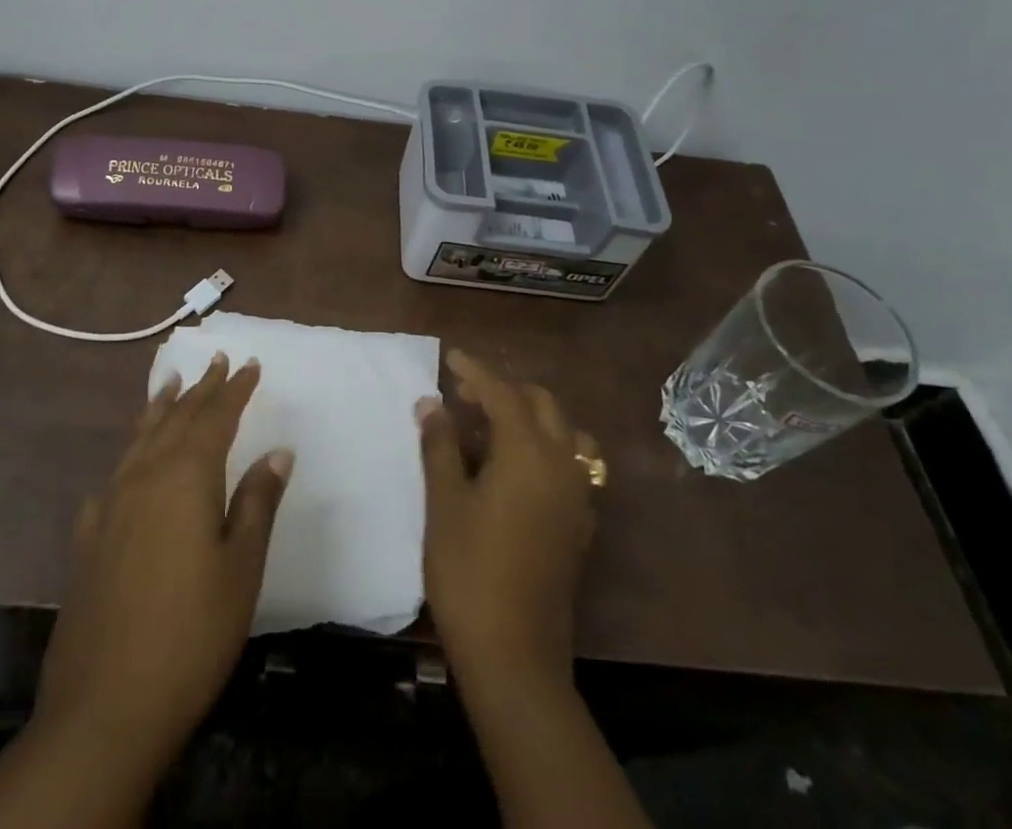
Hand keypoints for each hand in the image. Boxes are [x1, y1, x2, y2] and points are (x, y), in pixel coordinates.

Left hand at [35, 353, 291, 773]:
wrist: (104, 705)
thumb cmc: (191, 633)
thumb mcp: (241, 568)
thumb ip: (257, 503)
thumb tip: (277, 452)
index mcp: (185, 477)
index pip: (215, 417)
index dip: (234, 390)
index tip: (249, 364)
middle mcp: (144, 477)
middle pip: (176, 418)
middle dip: (200, 389)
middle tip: (216, 361)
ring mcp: (110, 505)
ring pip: (140, 439)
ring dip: (160, 408)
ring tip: (171, 384)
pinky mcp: (88, 537)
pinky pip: (114, 475)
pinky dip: (130, 455)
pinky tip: (129, 466)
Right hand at [417, 349, 597, 689]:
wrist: (514, 654)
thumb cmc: (469, 570)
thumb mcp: (444, 502)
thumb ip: (440, 445)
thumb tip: (431, 403)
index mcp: (528, 453)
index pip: (503, 394)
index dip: (476, 372)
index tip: (451, 358)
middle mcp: (561, 465)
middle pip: (541, 405)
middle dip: (504, 390)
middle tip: (464, 396)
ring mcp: (578, 496)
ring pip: (565, 433)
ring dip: (532, 417)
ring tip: (493, 427)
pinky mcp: (580, 524)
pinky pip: (572, 464)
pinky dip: (547, 447)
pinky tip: (517, 468)